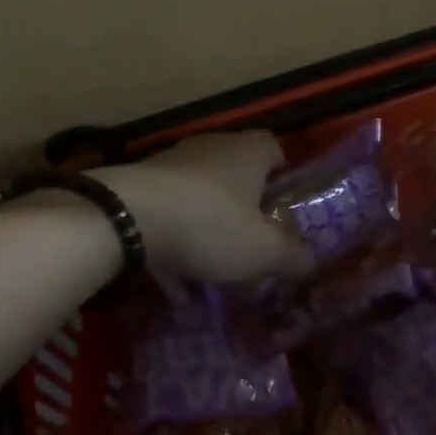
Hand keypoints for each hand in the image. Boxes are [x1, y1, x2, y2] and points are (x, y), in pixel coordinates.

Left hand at [94, 132, 312, 285]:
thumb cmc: (210, 224)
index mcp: (248, 153)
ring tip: (212, 275)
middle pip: (236, 174)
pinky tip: (175, 286)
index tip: (282, 206)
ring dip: (207, 231)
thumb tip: (311, 261)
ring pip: (199, 198)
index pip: (274, 148)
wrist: (125, 217)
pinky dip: (174, 244)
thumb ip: (292, 256)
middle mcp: (211, 148)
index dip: (282, 175)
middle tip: (251, 242)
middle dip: (244, 209)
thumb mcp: (262, 250)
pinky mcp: (138, 186)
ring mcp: (171, 164)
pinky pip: (166, 216)